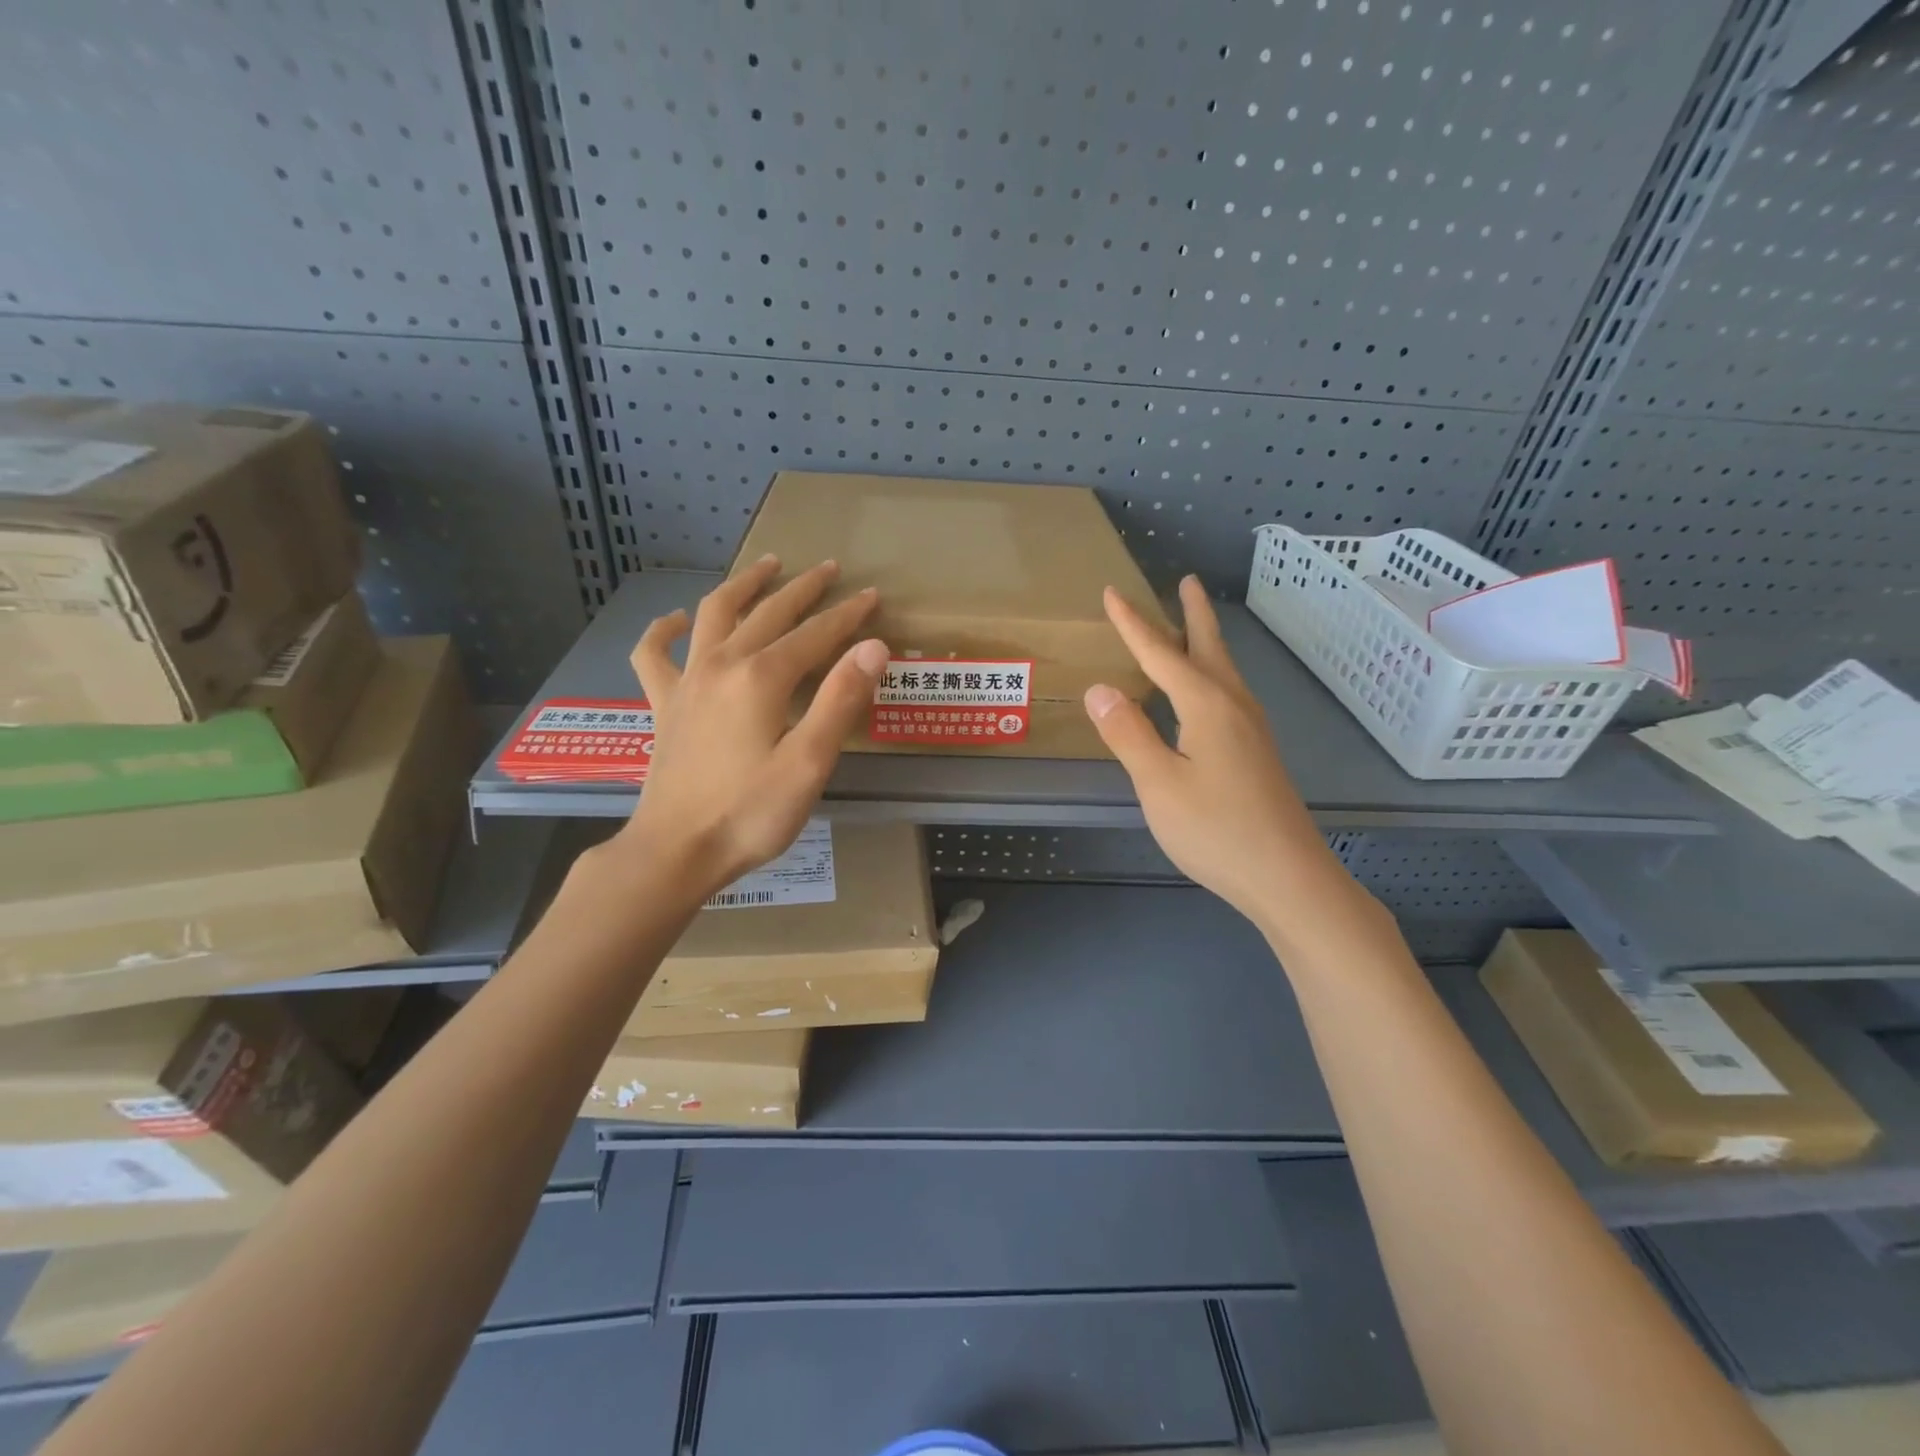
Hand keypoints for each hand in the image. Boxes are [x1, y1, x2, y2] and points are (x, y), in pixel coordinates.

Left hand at [610, 555, 886, 902]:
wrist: (675, 851)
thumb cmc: (749, 814)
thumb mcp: (809, 764)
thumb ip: (841, 701)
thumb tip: (873, 647)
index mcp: (762, 678)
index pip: (815, 634)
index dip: (847, 614)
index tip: (872, 595)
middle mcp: (722, 665)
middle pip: (769, 613)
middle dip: (804, 589)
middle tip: (830, 569)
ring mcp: (687, 681)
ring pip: (714, 614)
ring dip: (744, 586)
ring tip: (766, 565)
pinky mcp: (664, 705)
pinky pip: (654, 655)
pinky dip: (663, 631)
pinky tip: (676, 620)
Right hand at [1084, 576, 1361, 936]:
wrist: (1288, 877)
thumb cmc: (1217, 830)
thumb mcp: (1159, 784)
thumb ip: (1128, 734)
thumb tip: (1099, 688)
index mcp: (1206, 705)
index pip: (1161, 654)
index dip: (1133, 623)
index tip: (1113, 592)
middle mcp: (1233, 706)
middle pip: (1209, 648)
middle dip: (1193, 615)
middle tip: (1187, 582)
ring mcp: (1251, 730)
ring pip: (1223, 671)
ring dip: (1205, 642)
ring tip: (1191, 627)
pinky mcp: (1256, 753)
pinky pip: (1227, 694)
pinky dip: (1210, 674)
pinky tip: (1204, 694)